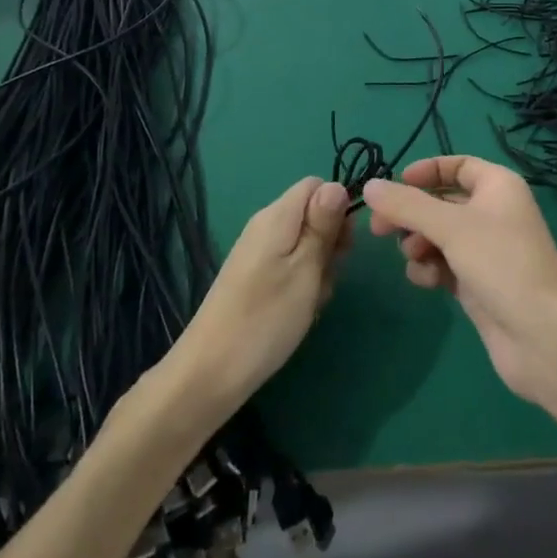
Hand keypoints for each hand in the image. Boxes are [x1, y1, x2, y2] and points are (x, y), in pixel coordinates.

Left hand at [174, 178, 351, 412]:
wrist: (211, 371)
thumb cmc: (267, 317)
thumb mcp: (306, 268)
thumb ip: (323, 225)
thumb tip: (337, 186)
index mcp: (277, 216)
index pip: (316, 186)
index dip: (338, 207)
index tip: (345, 244)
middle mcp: (265, 226)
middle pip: (313, 214)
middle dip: (331, 242)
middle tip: (330, 276)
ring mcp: (258, 254)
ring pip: (306, 244)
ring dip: (320, 269)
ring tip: (314, 300)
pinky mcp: (254, 278)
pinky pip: (290, 266)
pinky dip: (304, 284)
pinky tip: (301, 310)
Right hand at [363, 156, 556, 403]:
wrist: (542, 335)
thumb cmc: (501, 263)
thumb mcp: (450, 227)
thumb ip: (406, 205)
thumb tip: (369, 186)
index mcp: (498, 187)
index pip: (458, 165)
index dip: (426, 172)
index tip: (394, 185)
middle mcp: (493, 213)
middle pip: (441, 203)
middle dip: (411, 214)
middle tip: (379, 229)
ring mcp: (486, 251)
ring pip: (439, 236)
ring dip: (419, 243)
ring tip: (412, 257)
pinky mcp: (478, 283)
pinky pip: (444, 265)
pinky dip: (431, 269)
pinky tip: (426, 282)